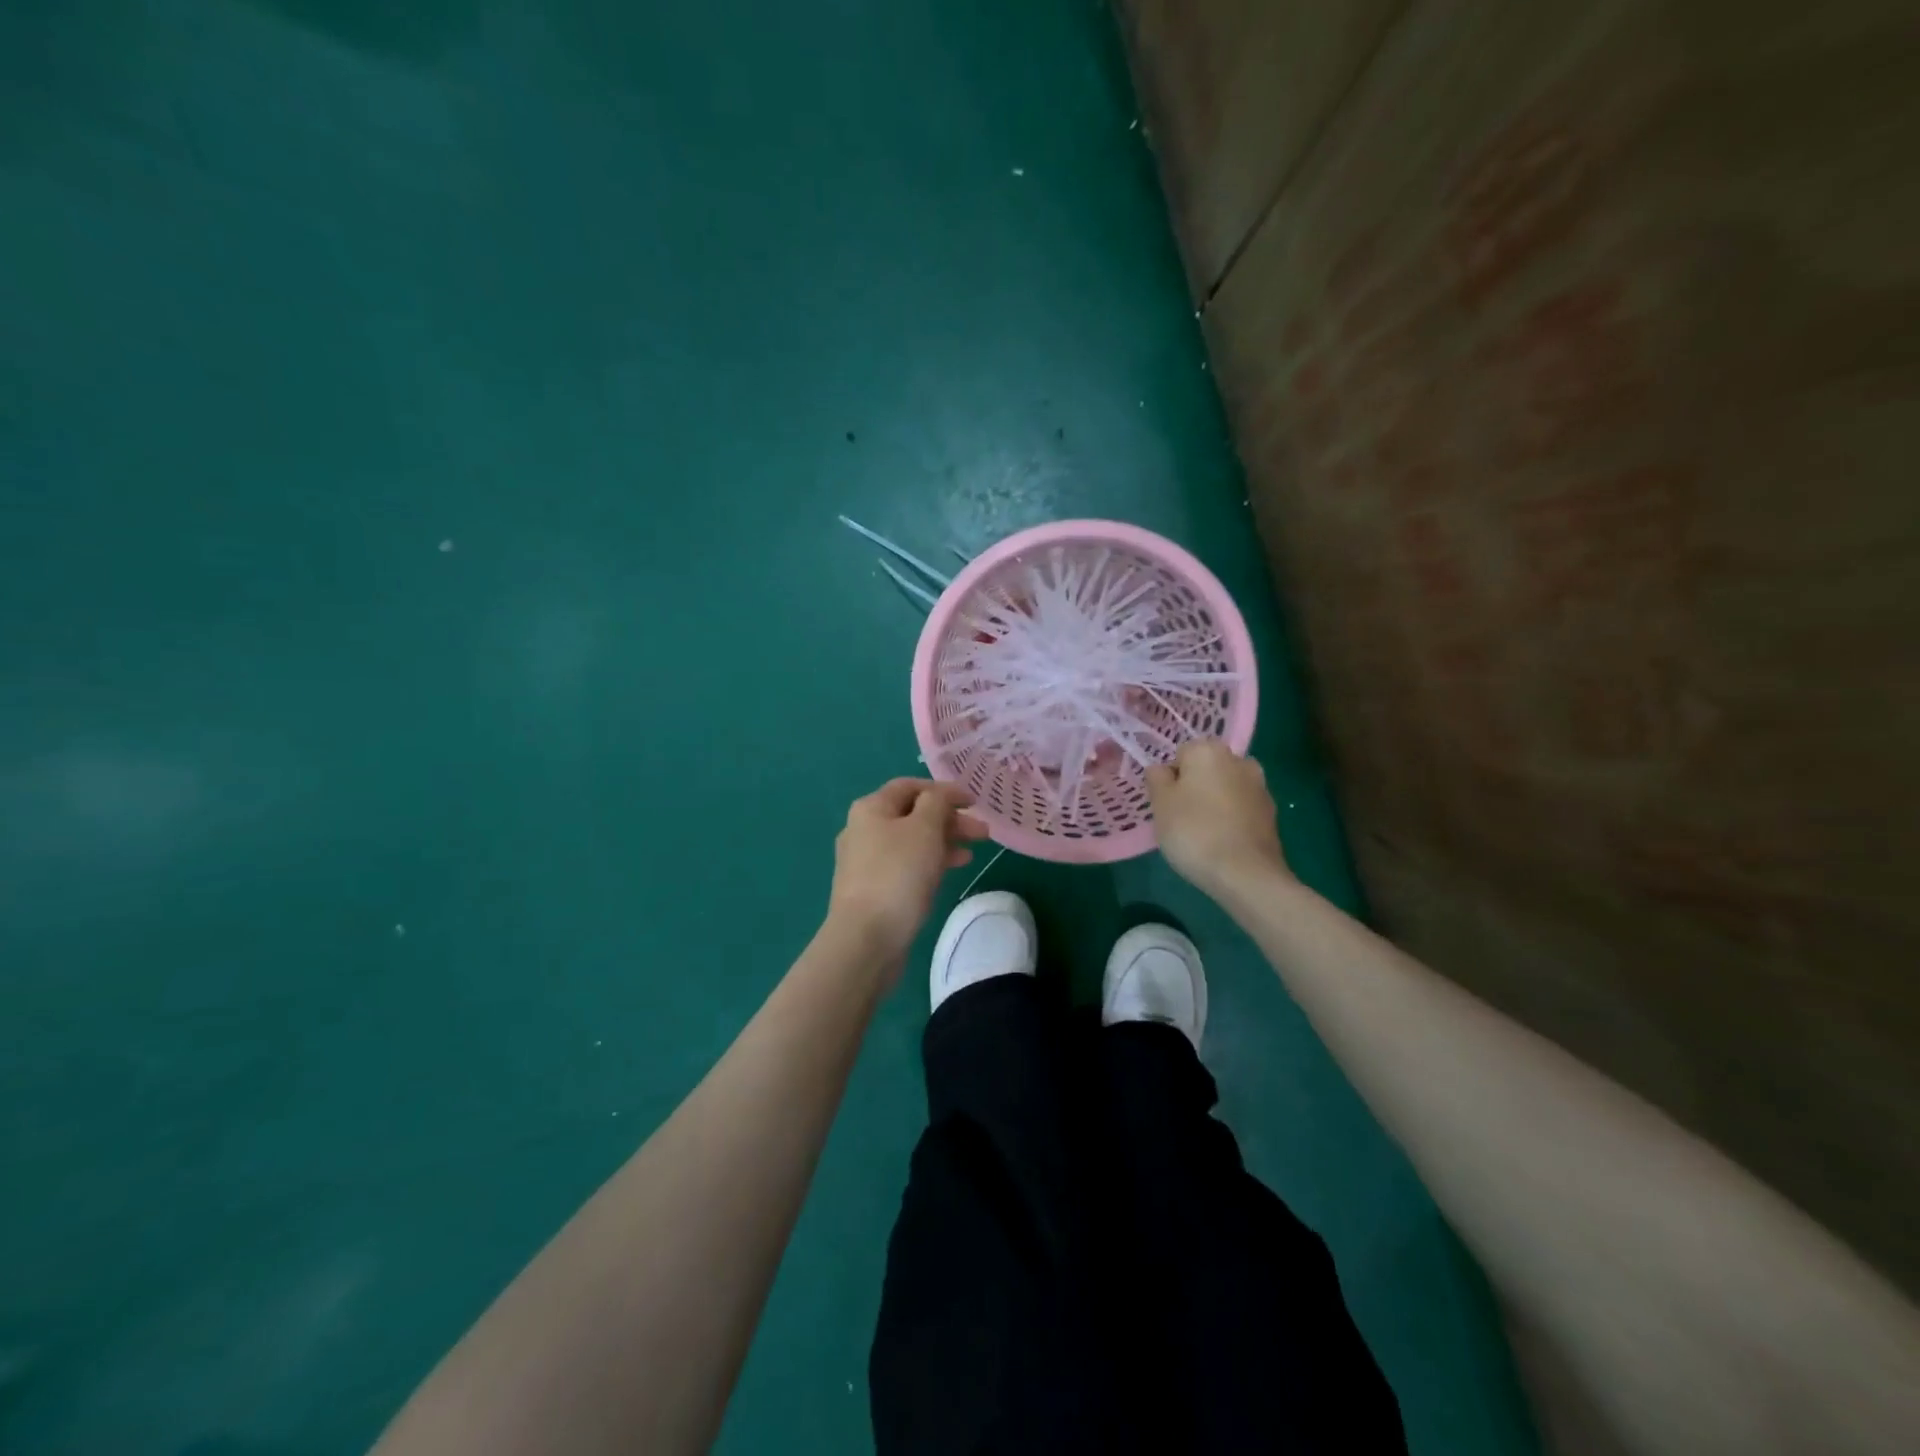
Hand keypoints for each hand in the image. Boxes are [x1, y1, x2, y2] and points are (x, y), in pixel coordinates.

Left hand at [826, 778, 989, 974]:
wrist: (866, 938)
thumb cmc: (898, 874)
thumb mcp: (924, 828)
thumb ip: (937, 803)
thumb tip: (939, 796)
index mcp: (871, 808)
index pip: (911, 786)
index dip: (944, 790)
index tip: (975, 803)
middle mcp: (864, 829)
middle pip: (913, 814)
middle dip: (950, 819)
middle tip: (983, 832)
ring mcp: (867, 861)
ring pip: (913, 841)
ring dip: (945, 840)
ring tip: (975, 849)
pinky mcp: (874, 888)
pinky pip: (907, 864)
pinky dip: (931, 861)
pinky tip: (954, 868)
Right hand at [1146, 741, 1290, 901]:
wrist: (1246, 874)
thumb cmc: (1194, 831)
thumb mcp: (1160, 804)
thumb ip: (1157, 778)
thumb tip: (1163, 770)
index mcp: (1208, 750)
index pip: (1180, 754)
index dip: (1170, 779)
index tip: (1166, 804)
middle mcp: (1238, 759)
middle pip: (1206, 769)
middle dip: (1194, 787)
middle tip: (1181, 818)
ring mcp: (1260, 786)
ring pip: (1225, 788)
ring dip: (1214, 802)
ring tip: (1203, 833)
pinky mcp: (1271, 813)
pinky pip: (1241, 808)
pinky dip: (1231, 818)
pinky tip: (1223, 842)